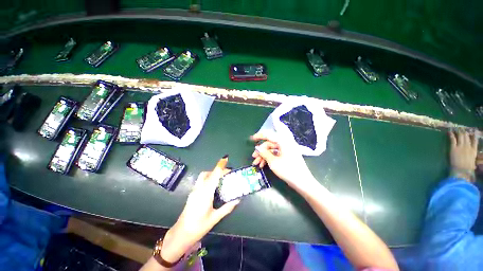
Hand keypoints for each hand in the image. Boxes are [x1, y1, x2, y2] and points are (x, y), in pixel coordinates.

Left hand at [160, 157, 239, 262]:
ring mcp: (194, 191)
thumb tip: (237, 199)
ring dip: (212, 174)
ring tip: (221, 180)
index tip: (226, 158)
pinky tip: (214, 188)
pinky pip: (201, 181)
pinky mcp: (192, 193)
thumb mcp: (215, 218)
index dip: (220, 166)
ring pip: (203, 176)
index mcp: (205, 193)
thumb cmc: (199, 227)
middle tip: (227, 174)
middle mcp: (199, 189)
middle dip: (217, 170)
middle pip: (208, 173)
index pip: (214, 175)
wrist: (181, 234)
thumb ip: (227, 207)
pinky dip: (208, 179)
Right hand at [251, 132, 313, 188]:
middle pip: (269, 143)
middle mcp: (285, 143)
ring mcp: (286, 149)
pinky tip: (262, 165)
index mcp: (283, 141)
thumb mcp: (273, 162)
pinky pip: (275, 154)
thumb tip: (257, 148)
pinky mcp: (286, 155)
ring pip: (271, 150)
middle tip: (253, 156)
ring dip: (263, 155)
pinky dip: (268, 158)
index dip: (259, 136)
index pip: (269, 135)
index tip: (251, 139)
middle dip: (261, 150)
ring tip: (256, 163)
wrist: (302, 182)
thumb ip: (264, 153)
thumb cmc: (288, 170)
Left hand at [449, 129, 477, 181]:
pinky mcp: (454, 148)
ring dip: (458, 132)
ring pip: (460, 136)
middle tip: (461, 128)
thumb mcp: (473, 162)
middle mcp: (468, 147)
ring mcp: (461, 147)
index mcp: (474, 151)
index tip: (473, 131)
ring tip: (456, 128)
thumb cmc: (467, 169)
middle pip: (467, 137)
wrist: (461, 171)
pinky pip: (453, 139)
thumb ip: (473, 158)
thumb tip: (474, 161)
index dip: (474, 135)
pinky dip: (451, 135)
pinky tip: (449, 131)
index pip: (475, 140)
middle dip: (464, 132)